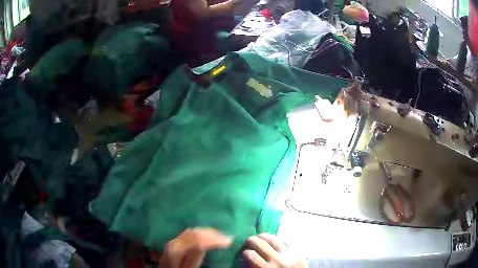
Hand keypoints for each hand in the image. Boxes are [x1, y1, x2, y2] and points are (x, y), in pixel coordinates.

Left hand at [159, 228, 232, 267]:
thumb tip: (208, 246)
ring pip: (192, 231)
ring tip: (221, 235)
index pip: (198, 241)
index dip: (214, 240)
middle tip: (228, 238)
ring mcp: (173, 240)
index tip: (229, 241)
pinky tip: (208, 234)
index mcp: (176, 250)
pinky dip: (201, 232)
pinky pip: (189, 232)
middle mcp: (174, 241)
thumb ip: (196, 258)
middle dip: (213, 234)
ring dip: (208, 232)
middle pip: (195, 234)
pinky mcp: (175, 241)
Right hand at [243, 233, 305, 267]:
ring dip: (264, 236)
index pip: (251, 255)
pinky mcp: (298, 252)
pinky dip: (277, 239)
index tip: (244, 252)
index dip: (245, 252)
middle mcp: (277, 260)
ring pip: (274, 239)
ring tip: (259, 236)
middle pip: (261, 244)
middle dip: (252, 240)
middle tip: (248, 241)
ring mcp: (289, 254)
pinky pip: (286, 241)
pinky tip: (272, 239)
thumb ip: (255, 267)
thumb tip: (246, 259)